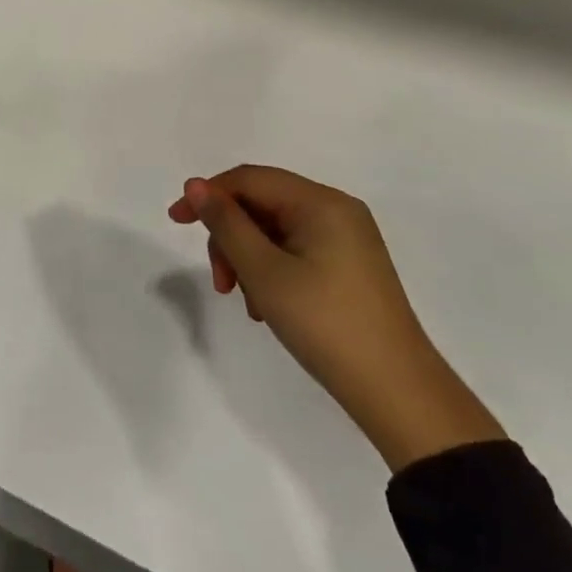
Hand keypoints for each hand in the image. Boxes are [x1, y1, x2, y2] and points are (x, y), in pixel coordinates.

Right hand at [169, 166, 504, 471]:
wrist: (397, 392)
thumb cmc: (324, 323)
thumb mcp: (264, 271)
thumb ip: (226, 223)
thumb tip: (195, 185)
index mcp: (321, 202)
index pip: (250, 179)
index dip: (208, 195)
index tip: (175, 222)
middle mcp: (337, 210)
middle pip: (262, 204)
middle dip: (231, 236)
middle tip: (221, 282)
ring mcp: (347, 239)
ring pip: (276, 230)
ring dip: (249, 258)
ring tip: (247, 302)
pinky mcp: (350, 266)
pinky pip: (296, 250)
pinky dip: (272, 270)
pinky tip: (267, 306)